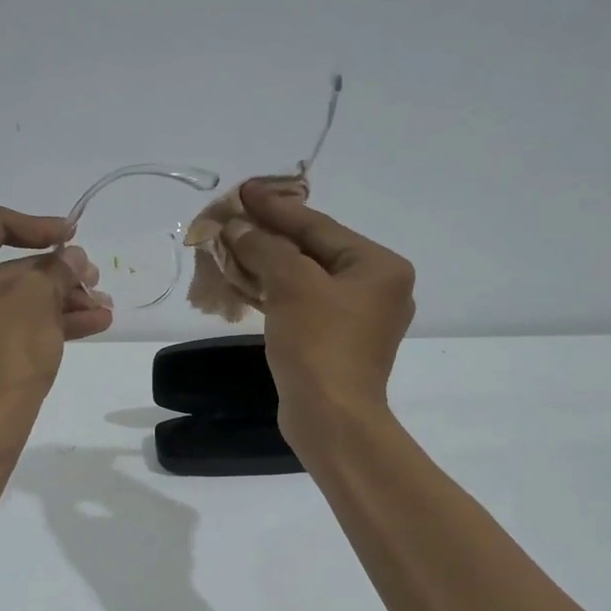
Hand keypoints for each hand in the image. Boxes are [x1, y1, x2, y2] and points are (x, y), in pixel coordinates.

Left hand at [0, 206, 112, 423]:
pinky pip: (7, 322)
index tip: (75, 235)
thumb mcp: (37, 302)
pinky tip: (93, 323)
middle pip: (7, 265)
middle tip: (95, 278)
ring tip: (105, 307)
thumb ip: (57, 270)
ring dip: (60, 300)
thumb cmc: (3, 353)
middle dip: (58, 274)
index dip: (40, 227)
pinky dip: (45, 321)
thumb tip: (73, 257)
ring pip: (13, 298)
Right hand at [223, 180, 414, 442]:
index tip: (243, 191)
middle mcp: (377, 288)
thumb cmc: (319, 345)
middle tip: (233, 218)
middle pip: (314, 251)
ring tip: (231, 246)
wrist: (331, 419)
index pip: (319, 226)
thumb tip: (237, 226)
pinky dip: (275, 293)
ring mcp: (358, 319)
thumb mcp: (291, 285)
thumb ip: (264, 247)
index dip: (276, 208)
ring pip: (306, 280)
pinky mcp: (337, 344)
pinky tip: (247, 283)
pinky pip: (304, 305)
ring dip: (268, 265)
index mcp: (379, 266)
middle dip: (269, 237)